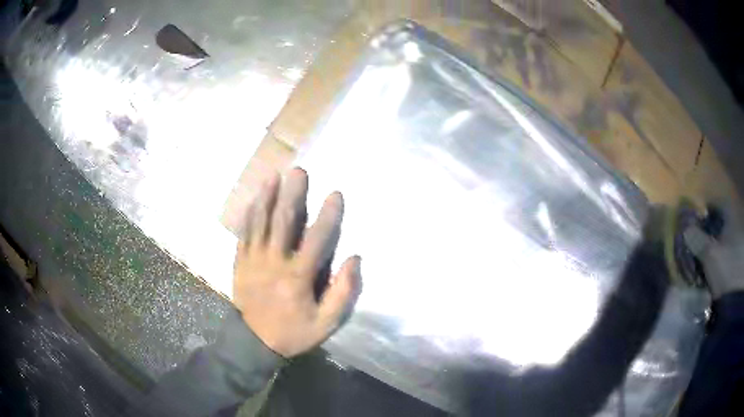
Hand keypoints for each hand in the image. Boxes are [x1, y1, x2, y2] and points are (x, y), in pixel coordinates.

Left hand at [232, 168, 361, 357]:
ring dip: (267, 198)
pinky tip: (254, 199)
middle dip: (292, 194)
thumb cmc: (293, 331)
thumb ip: (343, 293)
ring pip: (260, 223)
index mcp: (298, 277)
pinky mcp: (240, 262)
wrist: (254, 342)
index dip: (328, 216)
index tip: (336, 193)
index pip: (316, 240)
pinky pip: (244, 233)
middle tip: (298, 171)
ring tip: (274, 176)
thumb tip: (354, 259)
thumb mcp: (326, 323)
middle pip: (283, 222)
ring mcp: (253, 260)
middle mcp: (274, 262)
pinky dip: (249, 214)